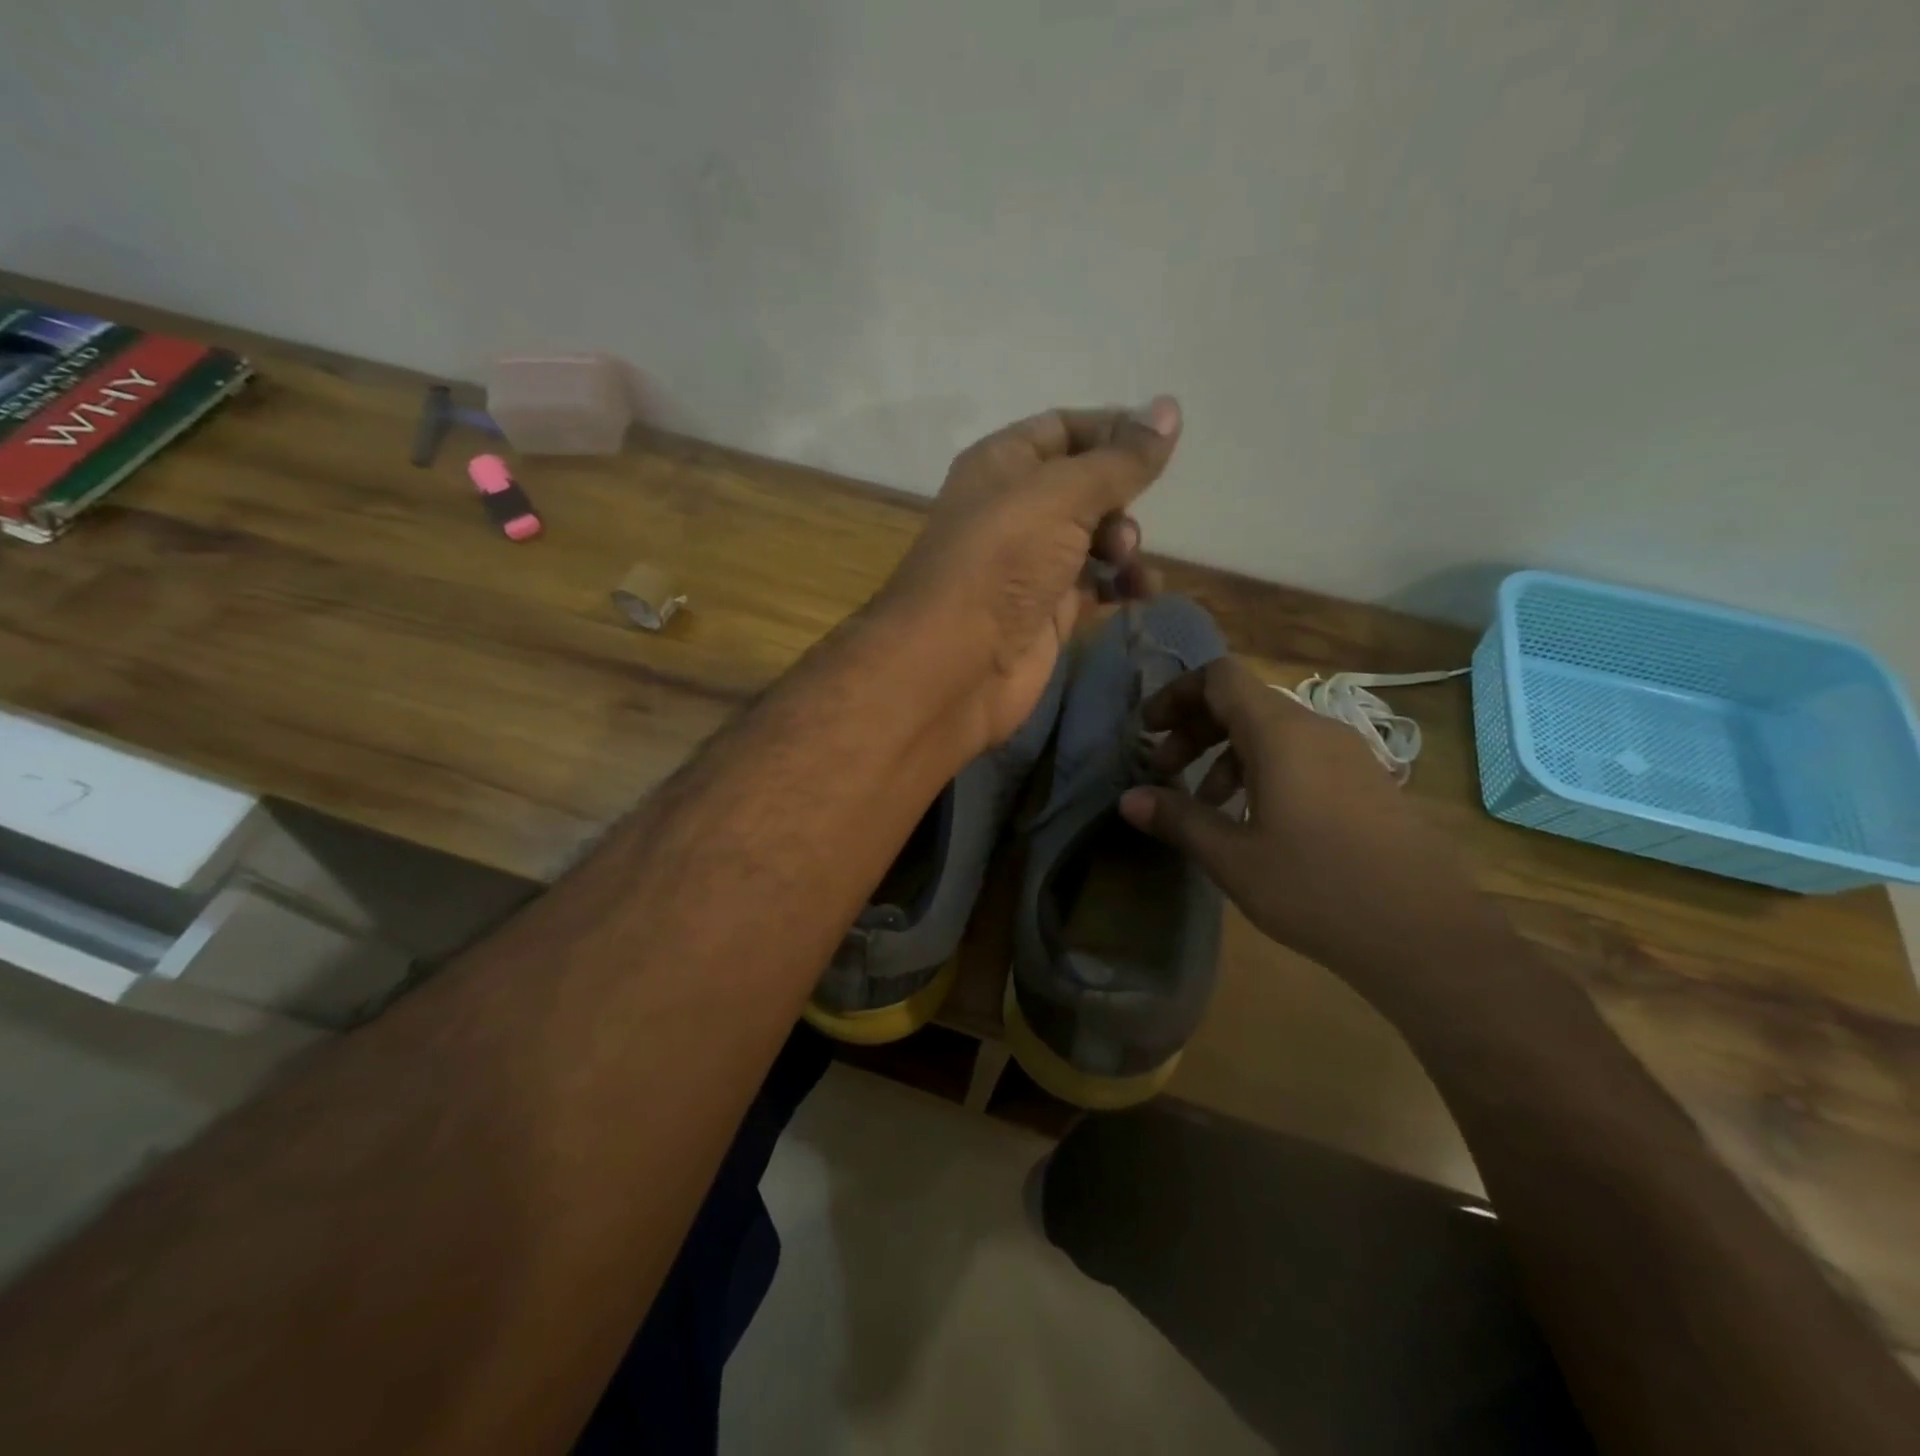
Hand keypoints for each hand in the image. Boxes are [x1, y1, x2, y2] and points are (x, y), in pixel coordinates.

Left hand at [876, 398, 1179, 752]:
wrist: (956, 664)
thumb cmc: (1002, 561)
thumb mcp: (1062, 495)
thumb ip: (1119, 459)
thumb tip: (1169, 408)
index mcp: (1002, 464)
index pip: (1063, 428)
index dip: (1111, 429)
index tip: (1160, 441)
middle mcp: (1014, 510)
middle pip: (1084, 486)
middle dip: (1118, 497)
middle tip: (1123, 522)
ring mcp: (1030, 564)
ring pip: (1094, 538)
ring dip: (1124, 543)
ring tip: (1125, 561)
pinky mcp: (1047, 612)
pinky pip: (1096, 586)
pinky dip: (1122, 584)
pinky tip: (1143, 591)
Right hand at [1118, 657, 1485, 982]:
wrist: (1426, 935)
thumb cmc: (1317, 888)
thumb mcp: (1233, 857)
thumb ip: (1178, 819)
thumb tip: (1128, 798)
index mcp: (1281, 733)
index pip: (1219, 678)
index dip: (1176, 694)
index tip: (1148, 731)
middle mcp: (1317, 730)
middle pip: (1243, 702)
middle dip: (1195, 730)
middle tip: (1165, 771)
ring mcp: (1349, 756)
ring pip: (1273, 733)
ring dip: (1227, 756)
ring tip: (1207, 807)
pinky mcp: (1367, 784)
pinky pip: (1302, 757)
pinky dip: (1263, 772)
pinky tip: (1257, 824)